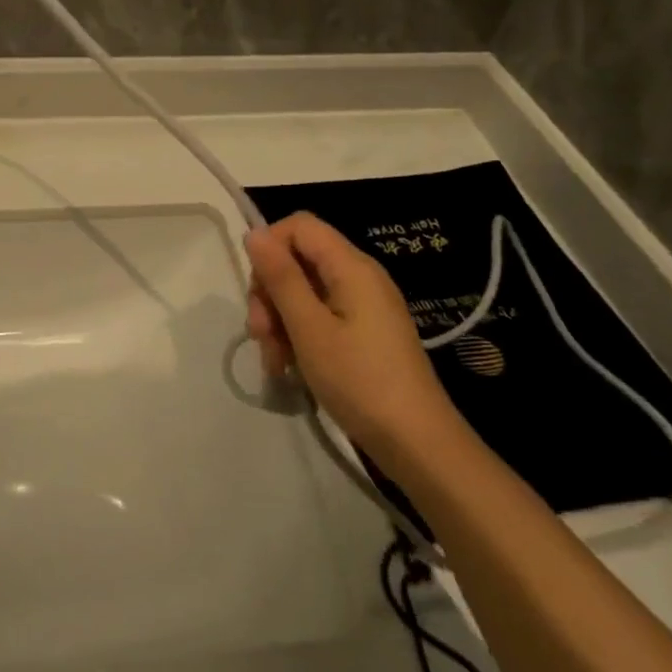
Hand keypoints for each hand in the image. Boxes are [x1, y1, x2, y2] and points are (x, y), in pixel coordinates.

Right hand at [245, 212, 461, 452]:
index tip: (256, 290)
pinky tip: (289, 368)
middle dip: (270, 293)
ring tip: (274, 362)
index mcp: (352, 266)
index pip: (299, 226)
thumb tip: (254, 233)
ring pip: (304, 292)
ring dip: (279, 321)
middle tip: (260, 335)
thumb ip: (281, 277)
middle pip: (298, 260)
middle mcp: (360, 277)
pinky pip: (320, 317)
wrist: (417, 445)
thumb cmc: (360, 381)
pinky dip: (299, 336)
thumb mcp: (309, 328)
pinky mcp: (364, 333)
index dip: (269, 246)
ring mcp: (363, 306)